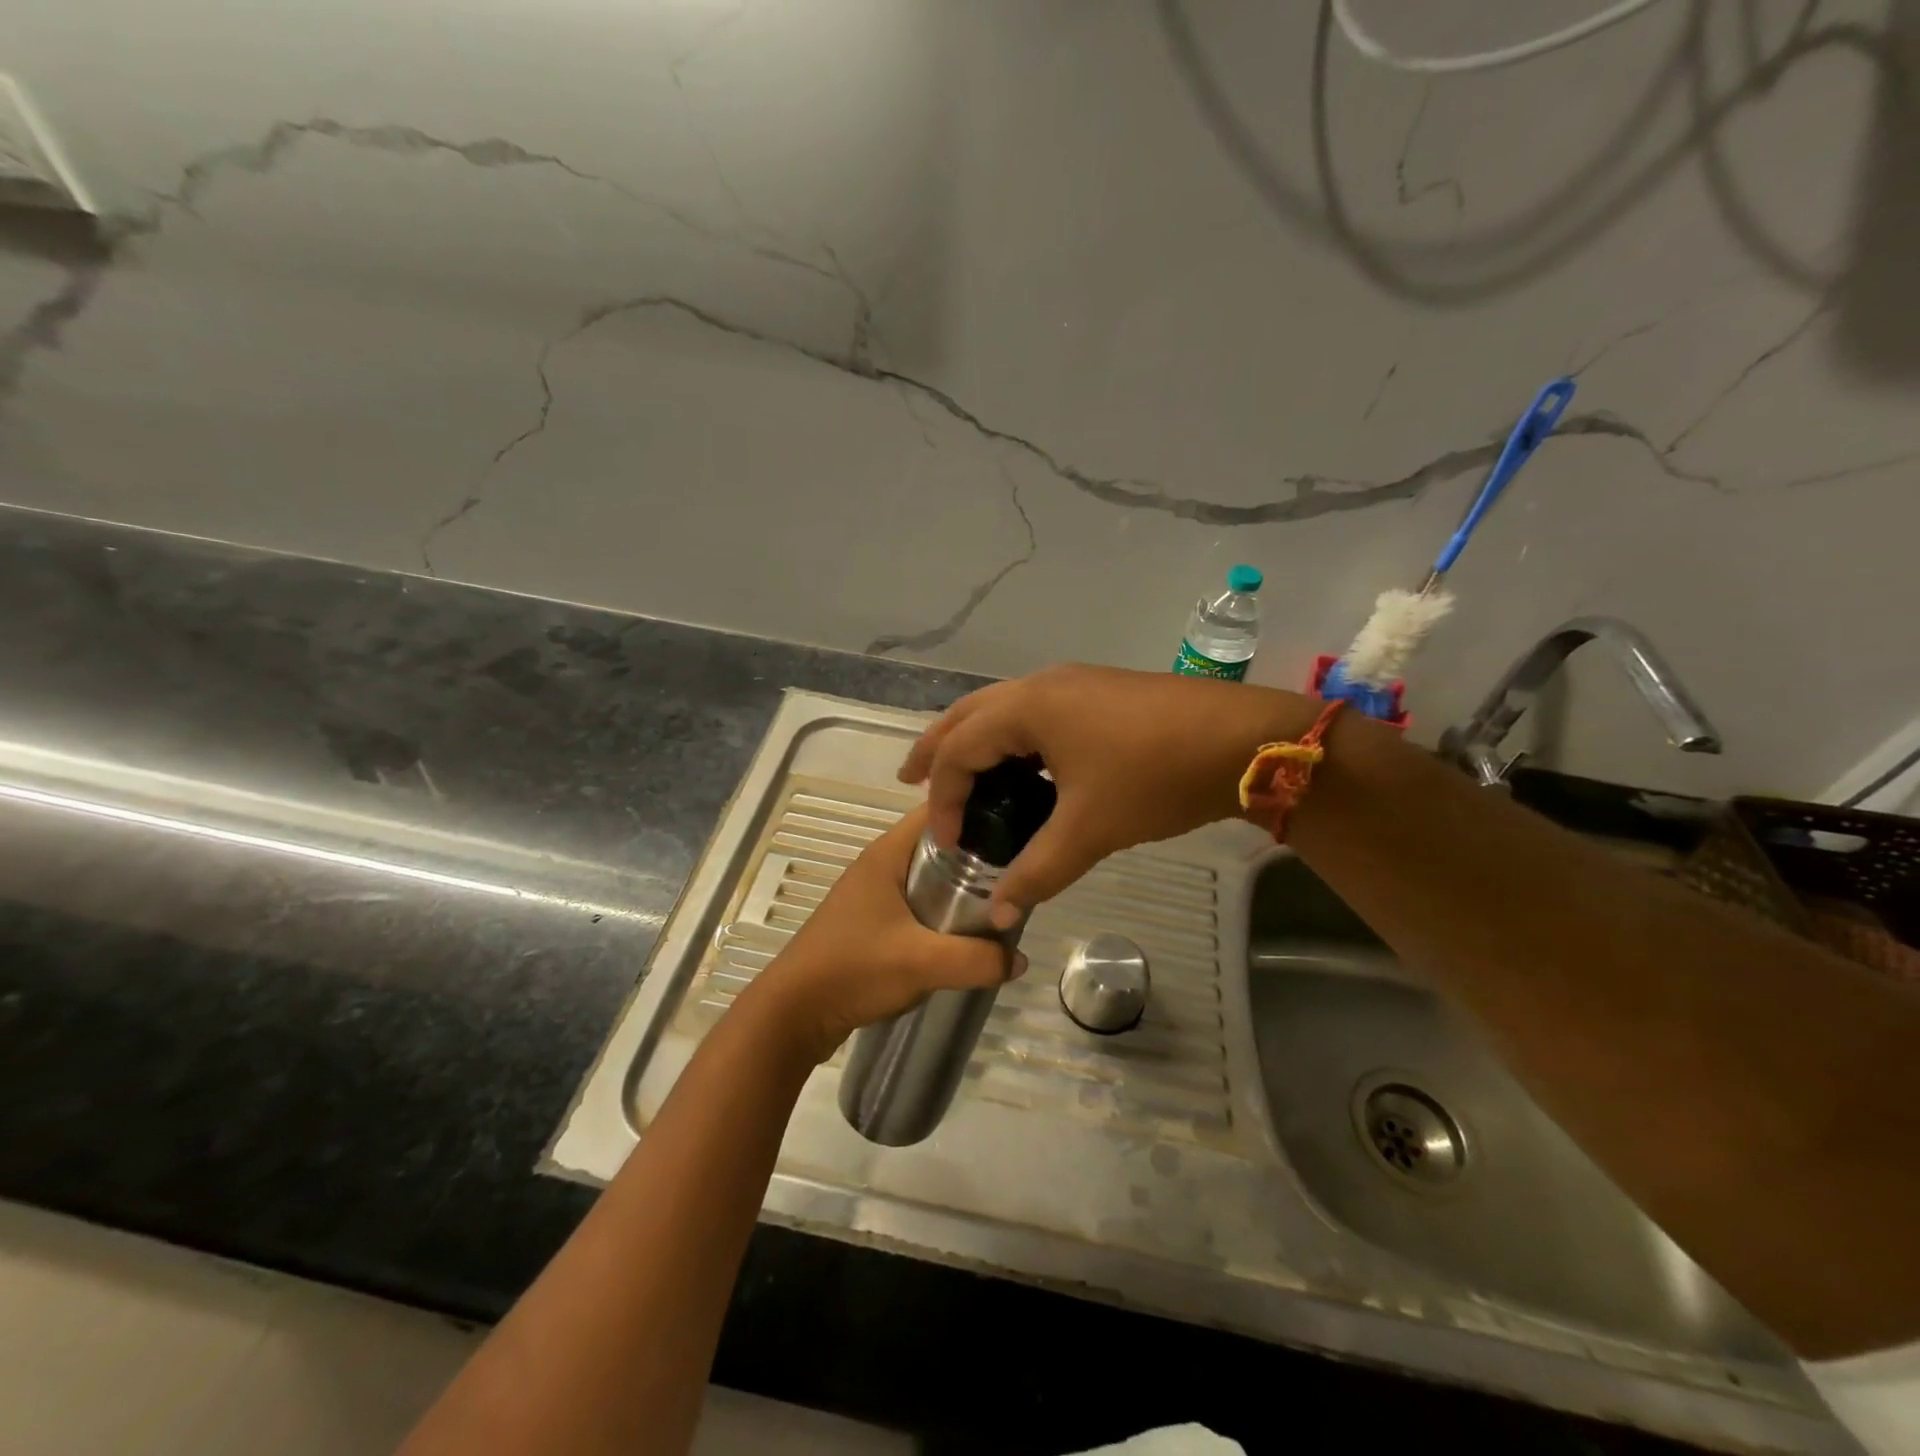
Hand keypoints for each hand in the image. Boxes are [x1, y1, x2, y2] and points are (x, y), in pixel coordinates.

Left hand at [749, 806, 1025, 1063]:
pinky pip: (918, 902)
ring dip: (961, 885)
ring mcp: (874, 893)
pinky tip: (966, 929)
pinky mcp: (872, 921)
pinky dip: (943, 909)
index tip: (1017, 821)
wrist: (794, 1013)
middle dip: (978, 852)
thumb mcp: (922, 963)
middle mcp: (880, 864)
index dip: (976, 807)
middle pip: (939, 843)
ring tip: (1001, 898)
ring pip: (929, 876)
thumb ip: (977, 959)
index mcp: (887, 853)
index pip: (938, 810)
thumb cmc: (853, 969)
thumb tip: (1018, 959)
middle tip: (1019, 868)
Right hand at [900, 664, 1318, 911]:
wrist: (1243, 740)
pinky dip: (1011, 738)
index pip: (960, 750)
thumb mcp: (1091, 829)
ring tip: (961, 774)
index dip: (943, 797)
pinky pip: (1034, 712)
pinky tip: (1023, 768)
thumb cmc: (1155, 777)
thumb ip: (1038, 871)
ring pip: (1002, 709)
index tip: (947, 843)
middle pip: (969, 715)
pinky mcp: (1098, 693)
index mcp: (1028, 707)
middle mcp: (1042, 685)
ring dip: (975, 739)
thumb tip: (999, 913)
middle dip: (937, 749)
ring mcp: (1073, 683)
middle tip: (910, 781)